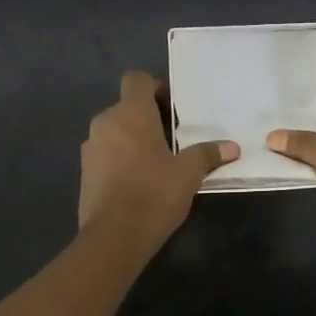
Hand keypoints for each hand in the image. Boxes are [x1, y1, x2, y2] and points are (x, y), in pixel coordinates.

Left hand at [79, 71, 237, 248]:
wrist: (114, 236)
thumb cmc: (154, 193)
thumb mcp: (189, 173)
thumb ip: (208, 154)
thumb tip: (232, 147)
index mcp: (130, 113)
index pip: (136, 79)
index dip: (154, 88)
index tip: (172, 109)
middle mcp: (105, 123)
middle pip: (126, 108)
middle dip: (148, 120)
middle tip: (173, 141)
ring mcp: (90, 148)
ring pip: (114, 133)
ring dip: (133, 141)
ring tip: (157, 164)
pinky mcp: (84, 173)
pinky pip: (105, 155)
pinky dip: (120, 161)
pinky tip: (139, 183)